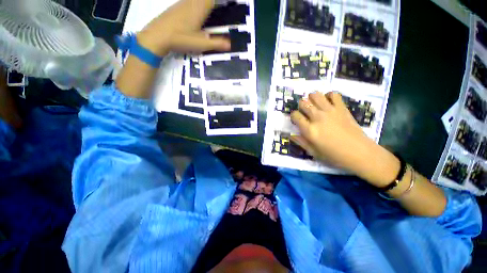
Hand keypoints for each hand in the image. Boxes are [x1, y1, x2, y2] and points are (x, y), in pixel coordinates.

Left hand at [137, 0, 230, 55]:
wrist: (157, 36)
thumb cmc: (180, 39)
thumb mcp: (201, 44)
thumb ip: (216, 43)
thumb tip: (231, 44)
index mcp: (199, 8)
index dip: (220, 0)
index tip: (227, 2)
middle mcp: (192, 2)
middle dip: (211, 2)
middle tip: (219, 5)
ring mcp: (182, 3)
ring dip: (203, 2)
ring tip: (210, 6)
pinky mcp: (176, 7)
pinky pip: (189, 0)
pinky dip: (196, 2)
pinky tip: (196, 7)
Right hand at [290, 92, 396, 182]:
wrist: (360, 153)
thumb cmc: (334, 155)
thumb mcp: (313, 152)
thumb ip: (300, 141)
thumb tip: (290, 134)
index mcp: (310, 130)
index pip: (295, 115)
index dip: (294, 116)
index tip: (297, 120)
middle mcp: (318, 117)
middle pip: (303, 103)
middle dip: (301, 106)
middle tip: (305, 113)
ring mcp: (330, 111)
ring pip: (315, 95)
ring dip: (312, 99)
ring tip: (314, 106)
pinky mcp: (342, 108)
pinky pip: (333, 94)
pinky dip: (328, 96)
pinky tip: (328, 103)